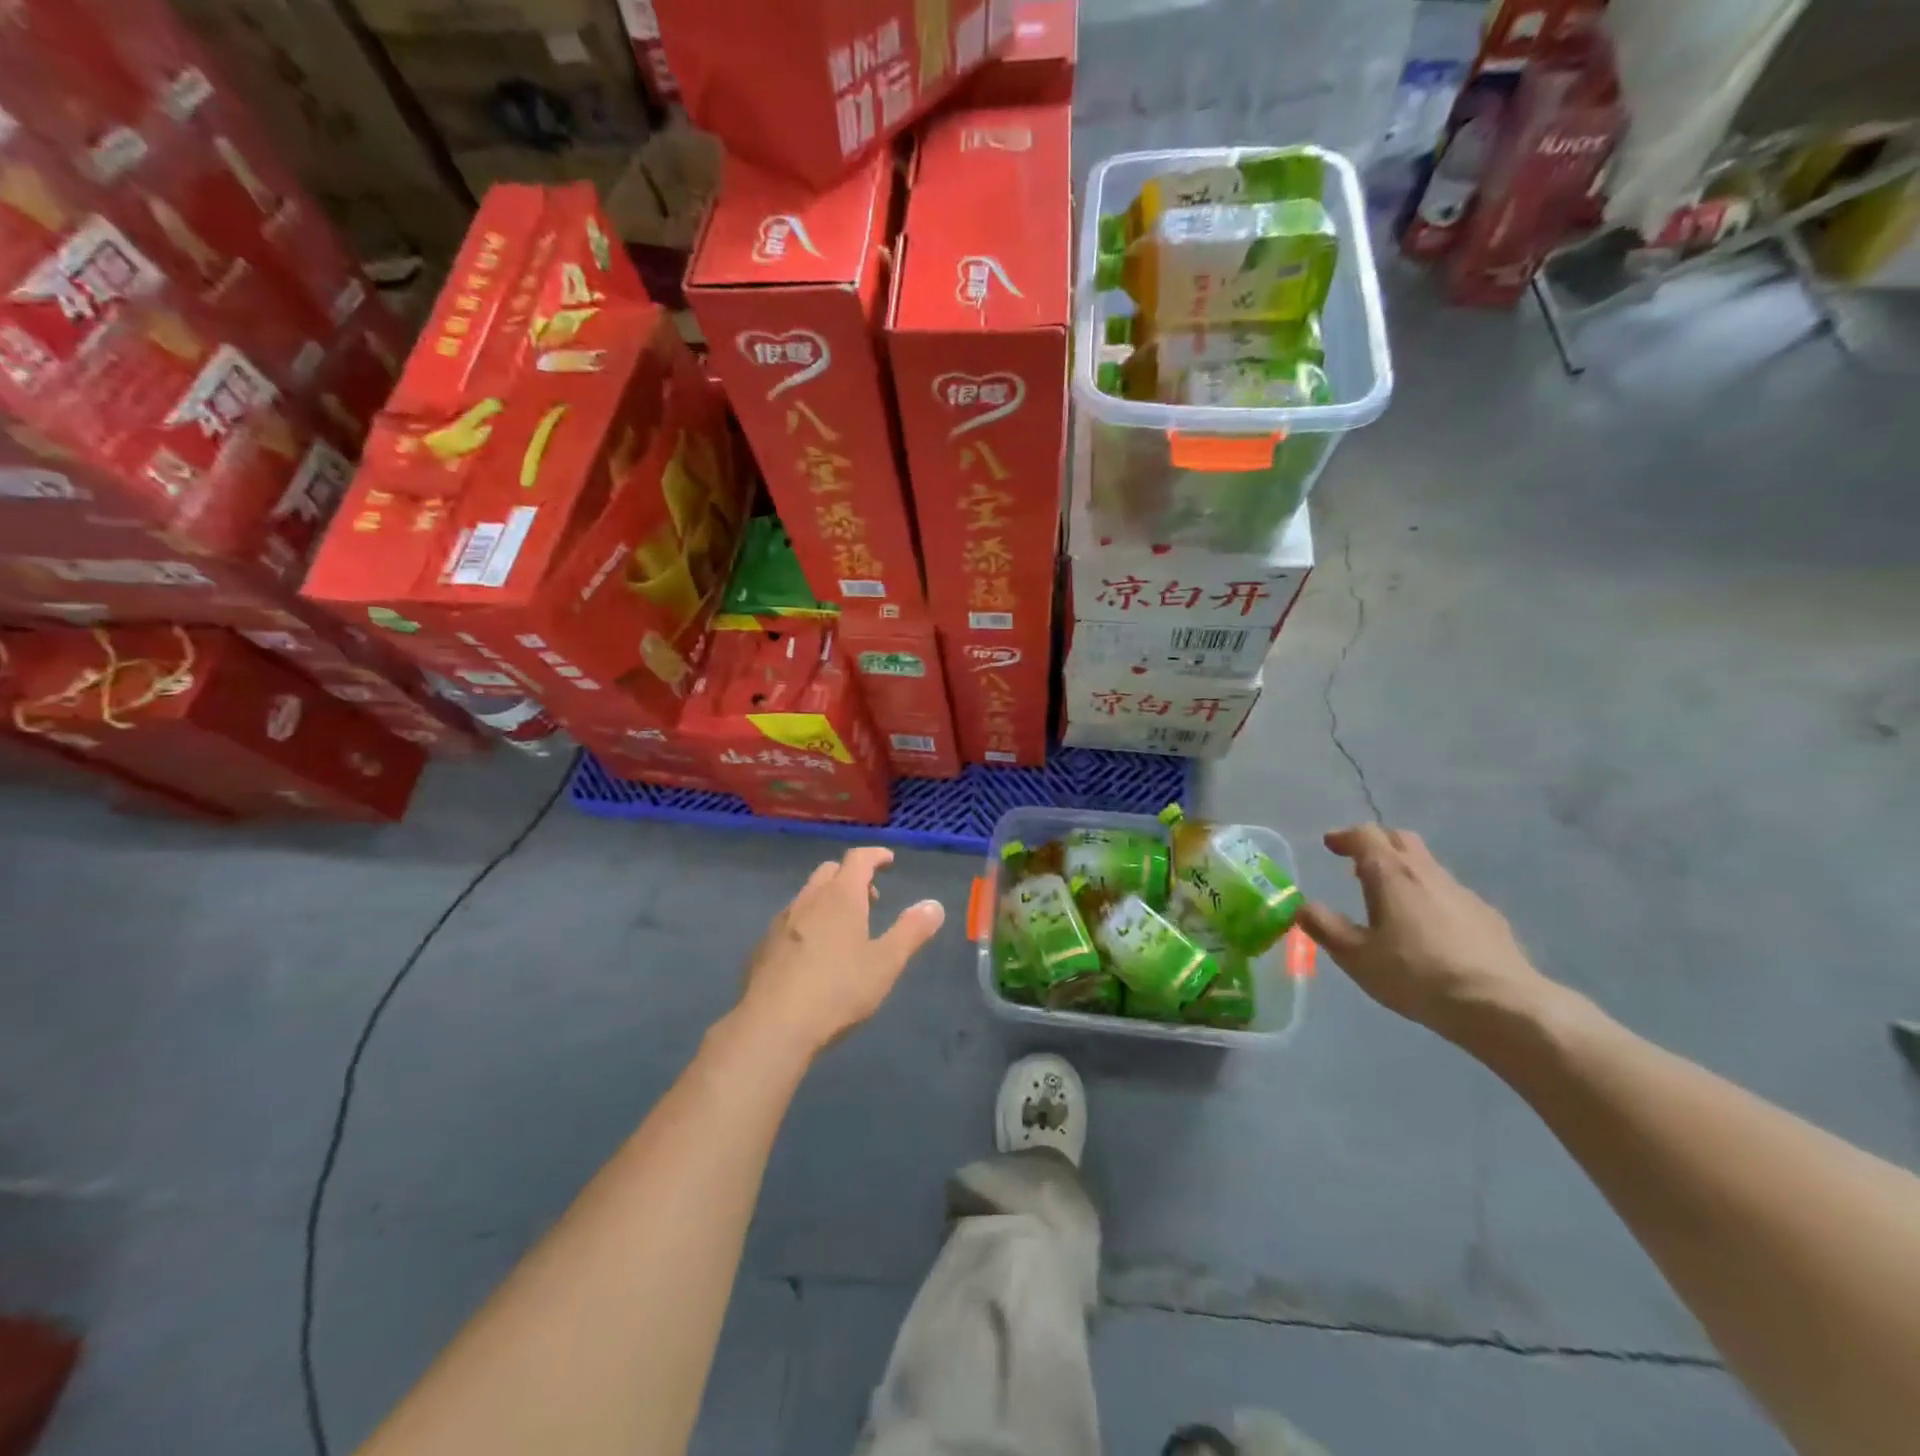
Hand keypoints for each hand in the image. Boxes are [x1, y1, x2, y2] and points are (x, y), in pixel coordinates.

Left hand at [736, 847, 944, 1058]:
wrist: (773, 1026)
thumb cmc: (838, 990)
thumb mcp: (886, 963)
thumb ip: (911, 931)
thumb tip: (934, 905)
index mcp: (840, 897)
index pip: (858, 859)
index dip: (875, 856)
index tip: (888, 861)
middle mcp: (809, 900)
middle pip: (830, 871)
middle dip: (852, 877)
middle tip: (871, 899)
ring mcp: (781, 922)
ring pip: (808, 896)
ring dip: (829, 899)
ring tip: (845, 928)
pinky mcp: (764, 947)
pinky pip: (791, 921)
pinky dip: (808, 922)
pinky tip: (814, 954)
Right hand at [1298, 825, 1550, 1043]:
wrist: (1500, 1005)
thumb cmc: (1415, 975)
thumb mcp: (1356, 956)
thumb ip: (1324, 927)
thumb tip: (1302, 906)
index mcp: (1391, 874)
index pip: (1365, 836)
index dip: (1344, 836)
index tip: (1330, 844)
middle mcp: (1426, 873)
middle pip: (1401, 839)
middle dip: (1377, 844)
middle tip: (1357, 863)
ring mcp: (1462, 893)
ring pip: (1427, 865)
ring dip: (1404, 870)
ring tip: (1389, 898)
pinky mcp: (1487, 916)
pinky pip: (1449, 893)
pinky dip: (1429, 896)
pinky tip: (1427, 928)